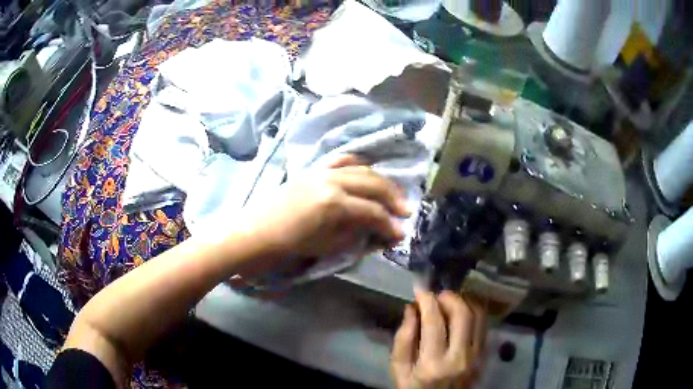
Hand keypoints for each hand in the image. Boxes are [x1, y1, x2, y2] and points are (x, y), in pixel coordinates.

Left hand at [236, 154, 409, 275]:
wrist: (259, 232)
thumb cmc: (292, 245)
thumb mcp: (329, 245)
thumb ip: (359, 234)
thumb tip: (383, 232)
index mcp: (335, 204)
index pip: (372, 211)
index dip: (389, 224)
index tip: (401, 233)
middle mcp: (332, 181)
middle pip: (373, 184)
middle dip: (393, 198)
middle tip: (405, 211)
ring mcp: (322, 171)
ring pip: (361, 169)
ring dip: (380, 181)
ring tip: (391, 194)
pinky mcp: (313, 169)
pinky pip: (341, 160)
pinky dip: (358, 164)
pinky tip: (367, 172)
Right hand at [391, 290, 486, 388]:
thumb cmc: (415, 388)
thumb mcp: (399, 370)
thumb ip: (403, 339)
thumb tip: (411, 309)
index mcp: (433, 363)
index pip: (434, 322)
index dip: (427, 300)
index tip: (420, 291)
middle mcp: (460, 357)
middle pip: (462, 314)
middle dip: (450, 297)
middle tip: (438, 295)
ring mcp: (476, 356)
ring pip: (479, 316)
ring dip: (465, 301)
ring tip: (451, 301)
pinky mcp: (484, 355)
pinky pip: (484, 325)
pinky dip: (475, 312)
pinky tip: (463, 312)